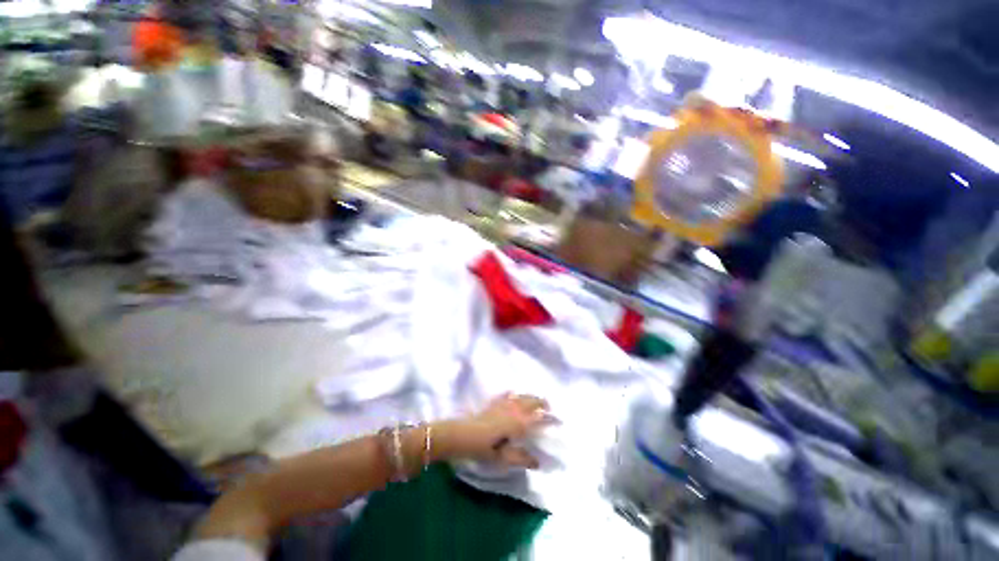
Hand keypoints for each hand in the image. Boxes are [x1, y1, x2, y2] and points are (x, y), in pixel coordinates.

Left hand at [448, 393, 552, 468]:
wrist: (462, 435)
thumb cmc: (483, 448)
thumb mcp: (503, 458)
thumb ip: (521, 458)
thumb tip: (538, 462)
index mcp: (518, 423)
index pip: (538, 418)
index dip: (550, 418)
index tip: (559, 419)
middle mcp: (513, 410)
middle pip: (532, 401)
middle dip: (542, 402)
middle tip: (550, 407)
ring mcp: (503, 404)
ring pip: (521, 396)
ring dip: (531, 397)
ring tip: (537, 401)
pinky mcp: (494, 403)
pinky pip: (508, 395)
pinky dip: (515, 395)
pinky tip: (514, 395)